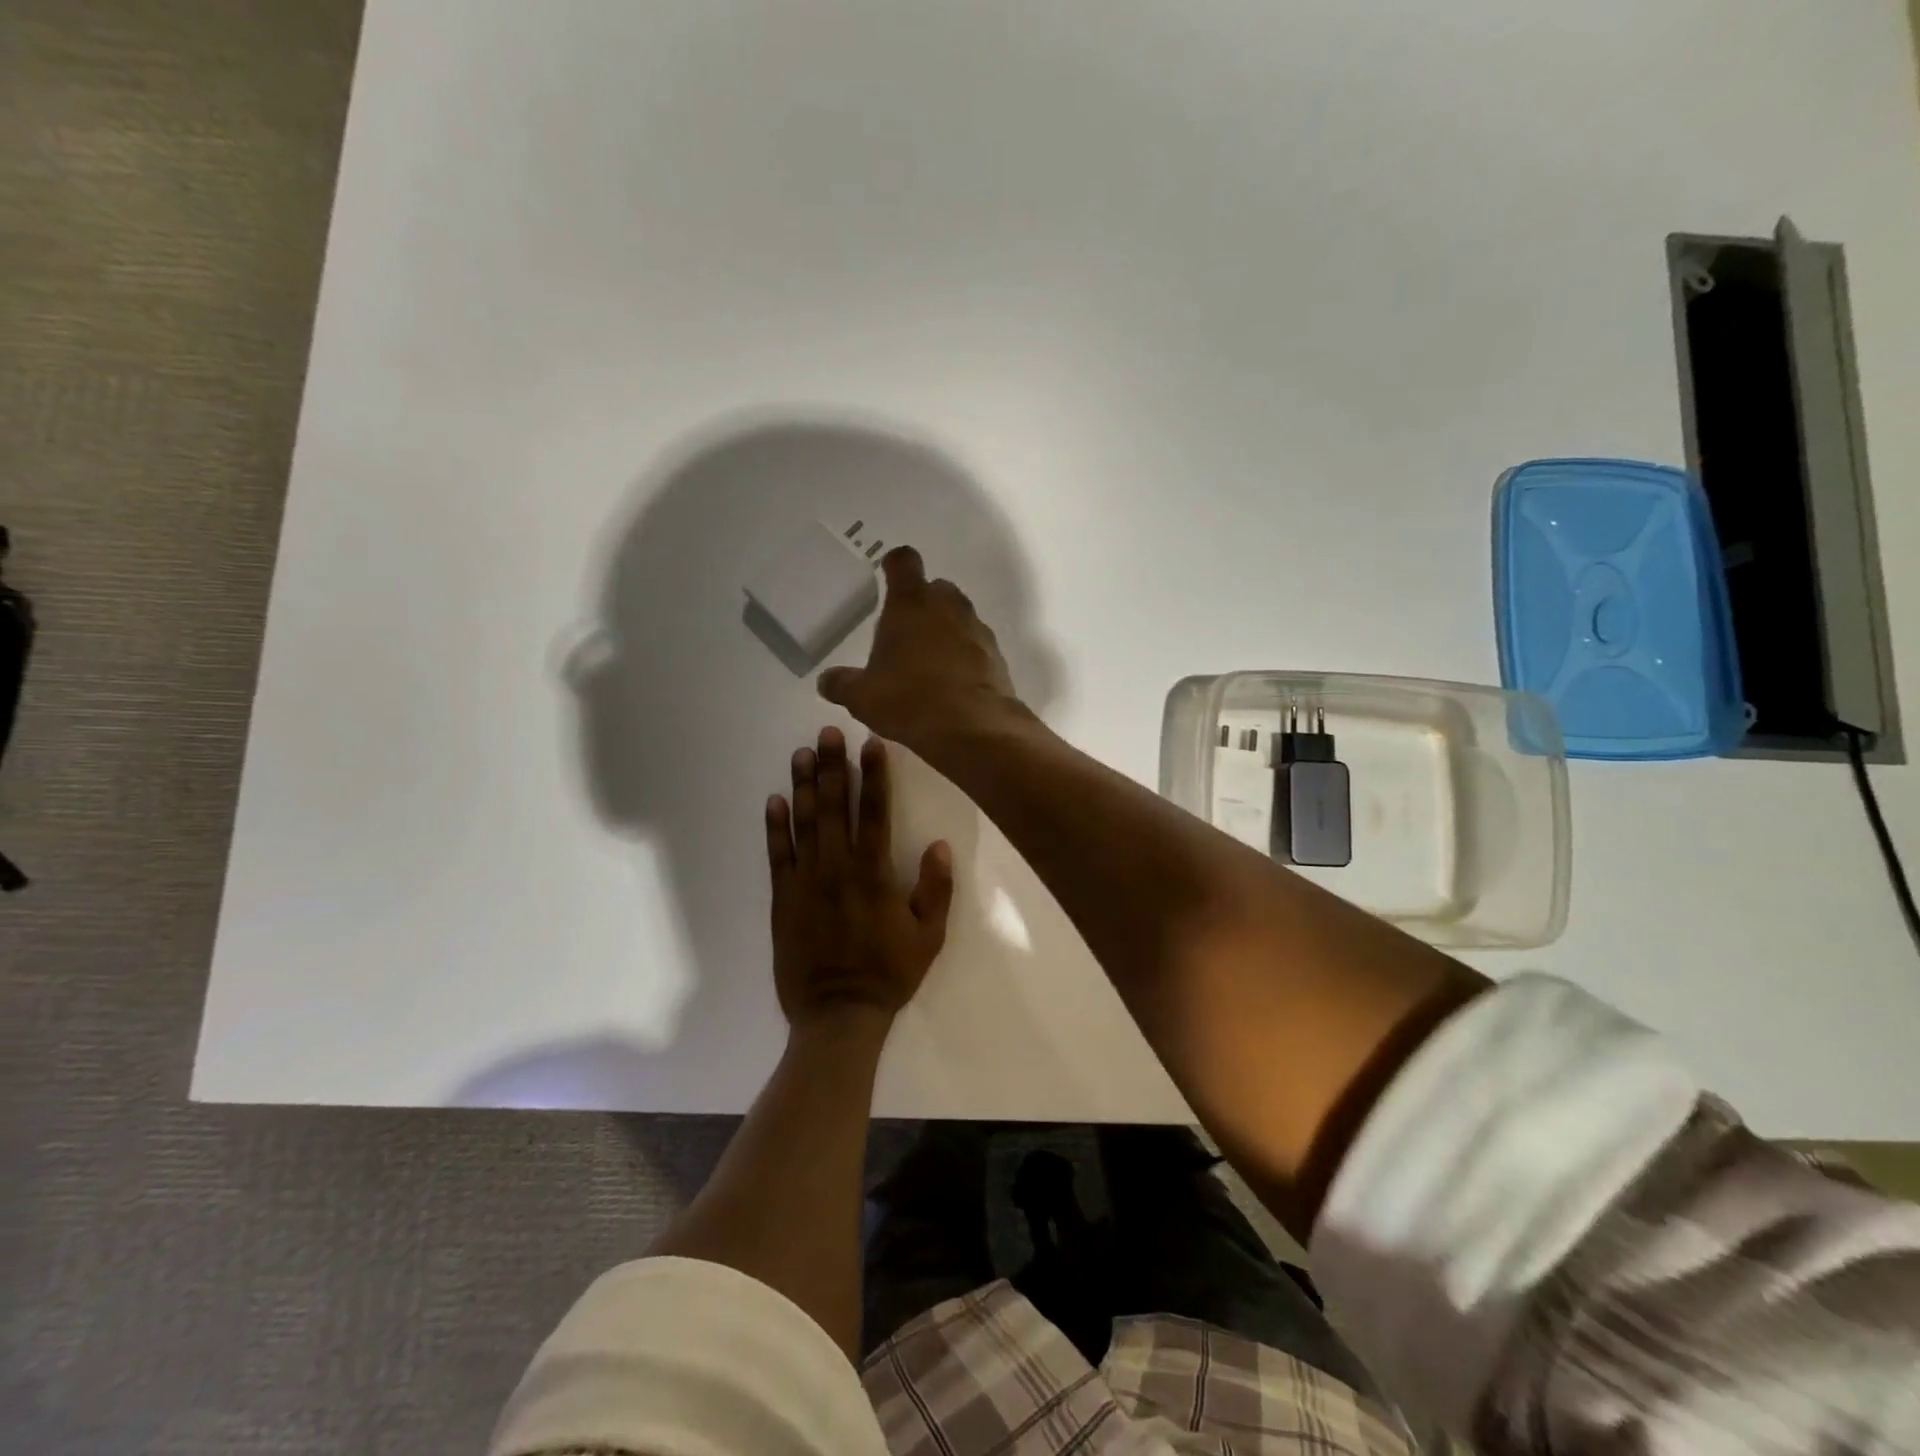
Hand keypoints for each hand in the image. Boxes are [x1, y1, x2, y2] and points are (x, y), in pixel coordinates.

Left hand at [766, 726, 954, 1032]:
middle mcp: (836, 869)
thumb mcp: (929, 937)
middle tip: (827, 733)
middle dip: (832, 767)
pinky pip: (777, 855)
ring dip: (803, 786)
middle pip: (834, 808)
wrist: (837, 1015)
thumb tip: (939, 845)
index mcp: (872, 875)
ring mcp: (805, 882)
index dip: (873, 776)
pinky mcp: (782, 898)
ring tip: (801, 753)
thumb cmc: (888, 974)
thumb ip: (935, 890)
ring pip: (804, 823)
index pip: (874, 813)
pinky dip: (775, 827)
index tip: (871, 742)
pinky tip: (775, 800)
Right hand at [818, 546, 1025, 754]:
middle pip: (935, 588)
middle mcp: (948, 606)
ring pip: (959, 617)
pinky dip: (965, 656)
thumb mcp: (862, 696)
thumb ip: (841, 683)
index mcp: (911, 602)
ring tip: (928, 663)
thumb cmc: (908, 699)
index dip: (894, 565)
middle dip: (922, 603)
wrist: (972, 728)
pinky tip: (952, 684)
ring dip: (945, 630)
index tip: (887, 575)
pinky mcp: (997, 656)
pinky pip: (976, 646)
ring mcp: (977, 629)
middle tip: (905, 632)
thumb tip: (825, 681)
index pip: (904, 561)